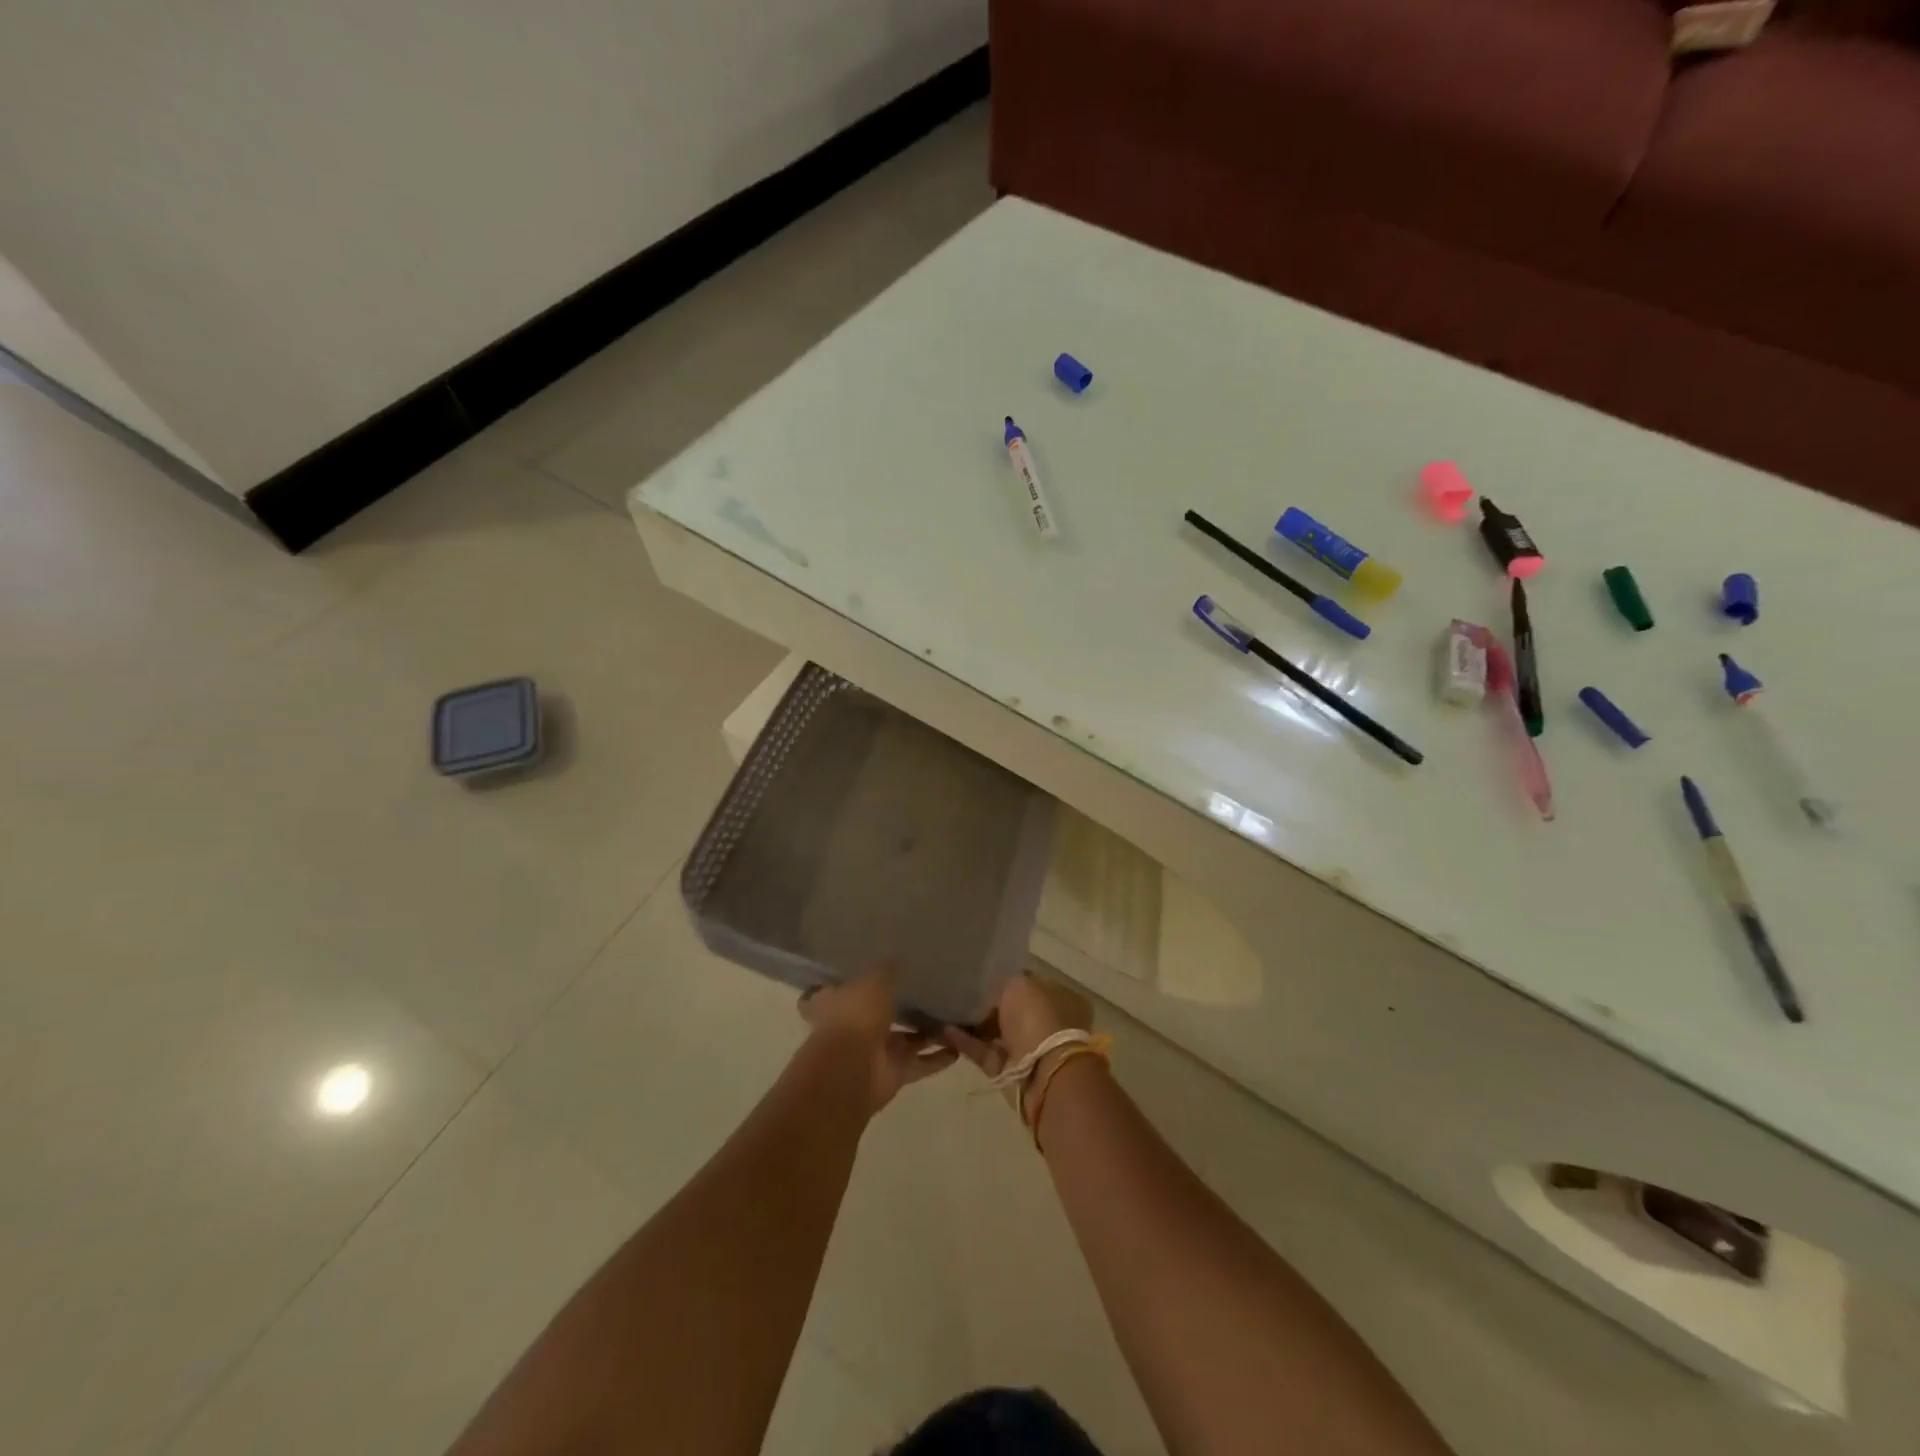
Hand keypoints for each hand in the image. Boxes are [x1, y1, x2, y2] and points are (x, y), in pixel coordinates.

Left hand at [798, 968, 955, 1111]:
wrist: (853, 1069)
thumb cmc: (856, 1015)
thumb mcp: (874, 980)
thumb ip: (888, 969)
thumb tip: (898, 957)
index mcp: (838, 1001)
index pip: (850, 986)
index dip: (865, 978)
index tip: (885, 967)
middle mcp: (855, 1027)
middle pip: (881, 1014)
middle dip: (902, 1006)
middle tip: (931, 990)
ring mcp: (875, 1052)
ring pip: (906, 1039)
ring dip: (927, 1032)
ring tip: (952, 1016)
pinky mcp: (894, 1074)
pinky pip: (920, 1063)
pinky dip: (938, 1058)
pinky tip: (959, 1047)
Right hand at [944, 972, 1093, 1079]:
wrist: (1041, 1073)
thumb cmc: (1035, 1018)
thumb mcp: (1018, 984)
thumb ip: (1002, 981)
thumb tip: (990, 985)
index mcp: (1056, 997)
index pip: (1025, 983)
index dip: (1002, 978)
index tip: (977, 973)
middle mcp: (1044, 1021)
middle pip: (1009, 1009)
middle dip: (985, 1003)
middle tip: (957, 991)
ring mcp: (1027, 1048)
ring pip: (994, 1032)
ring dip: (972, 1023)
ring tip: (944, 1010)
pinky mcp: (1008, 1070)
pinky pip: (983, 1051)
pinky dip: (966, 1042)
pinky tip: (945, 1030)